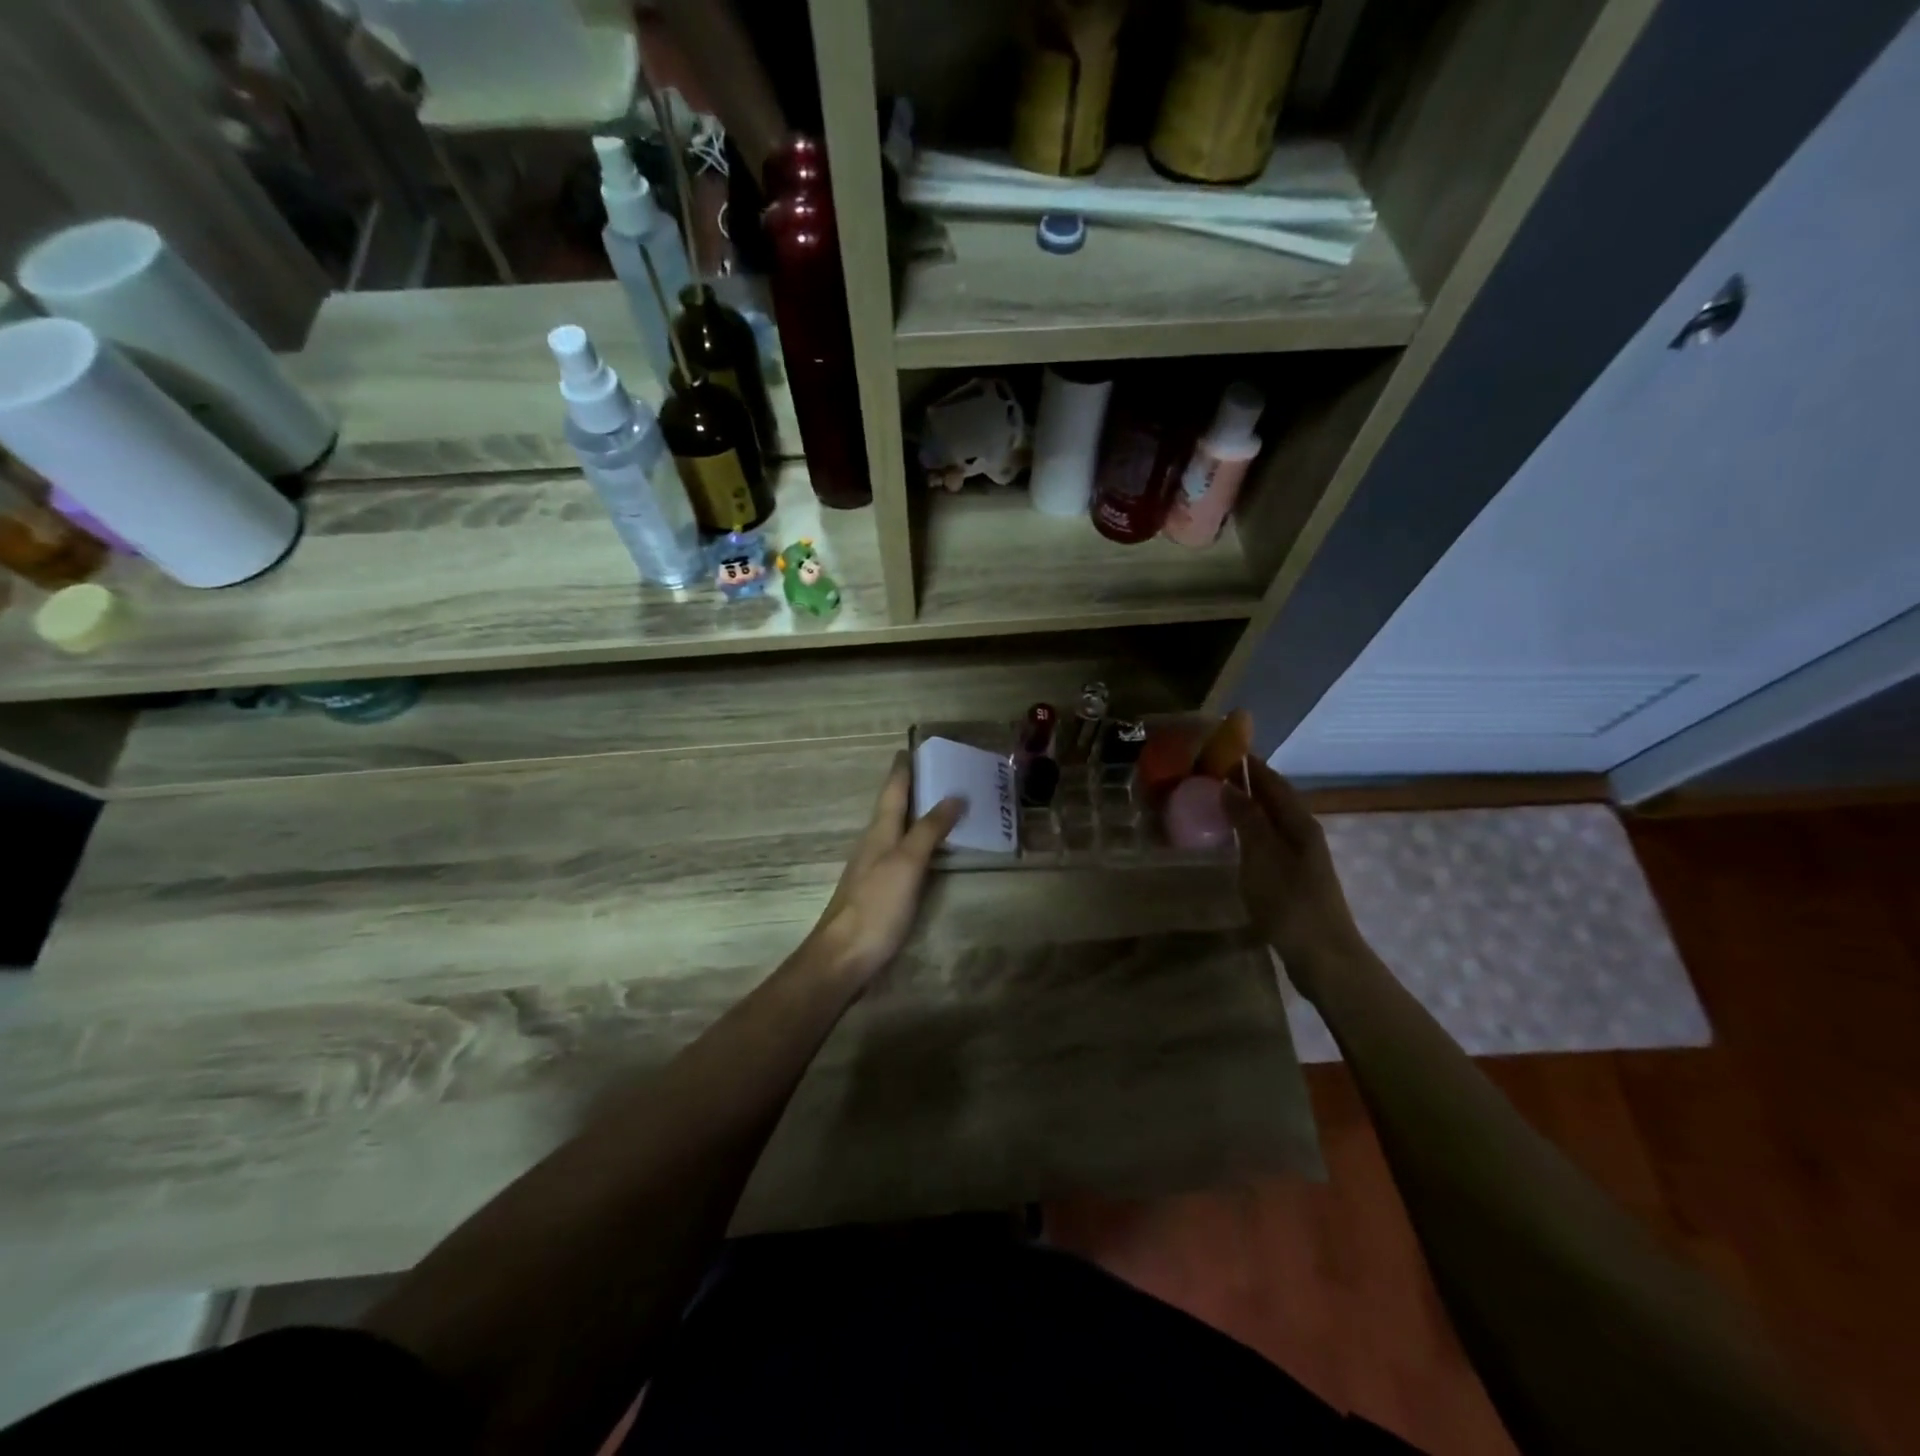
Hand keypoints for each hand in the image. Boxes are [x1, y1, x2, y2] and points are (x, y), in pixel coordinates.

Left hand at [803, 754, 963, 983]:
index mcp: (879, 832)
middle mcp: (873, 845)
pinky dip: (916, 843)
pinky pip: (900, 855)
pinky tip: (926, 852)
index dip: (902, 769)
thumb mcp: (906, 863)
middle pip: (892, 808)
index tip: (912, 748)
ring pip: (895, 831)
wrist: (843, 958)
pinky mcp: (877, 893)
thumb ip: (929, 830)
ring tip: (939, 806)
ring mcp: (873, 870)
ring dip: (914, 815)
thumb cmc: (876, 906)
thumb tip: (953, 795)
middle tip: (937, 773)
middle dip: (911, 789)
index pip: (892, 791)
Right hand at [1222, 758, 1364, 994]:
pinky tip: (1232, 840)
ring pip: (1271, 821)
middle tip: (1209, 774)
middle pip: (1274, 799)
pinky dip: (1249, 832)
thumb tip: (1230, 785)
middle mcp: (1303, 834)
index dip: (1250, 765)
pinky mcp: (1292, 879)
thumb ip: (1247, 820)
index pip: (1273, 782)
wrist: (1324, 958)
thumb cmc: (1291, 904)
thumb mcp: (1263, 857)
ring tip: (1214, 801)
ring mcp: (1300, 858)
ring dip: (1247, 808)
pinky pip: (1267, 843)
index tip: (1220, 749)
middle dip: (1246, 783)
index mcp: (1300, 823)